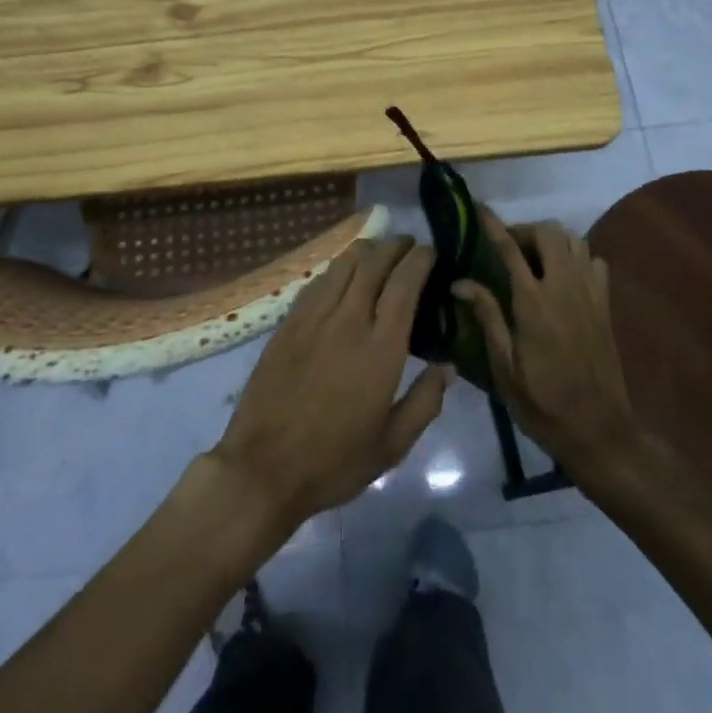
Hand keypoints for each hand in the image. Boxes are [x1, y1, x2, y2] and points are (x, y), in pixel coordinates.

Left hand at [212, 237, 451, 532]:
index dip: (419, 260)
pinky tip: (342, 273)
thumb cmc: (334, 462)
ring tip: (379, 250)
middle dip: (395, 246)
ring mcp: (314, 318)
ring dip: (366, 250)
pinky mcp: (288, 322)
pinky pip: (318, 281)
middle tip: (408, 244)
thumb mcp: (392, 445)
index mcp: (380, 349)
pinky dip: (337, 267)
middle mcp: (348, 321)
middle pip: (374, 263)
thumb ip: (425, 402)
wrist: (263, 469)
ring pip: (343, 265)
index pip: (404, 284)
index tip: (431, 252)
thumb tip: (448, 366)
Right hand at [453, 213, 644, 476]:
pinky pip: (594, 261)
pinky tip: (564, 275)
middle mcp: (564, 287)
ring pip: (574, 240)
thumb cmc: (542, 403)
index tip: (480, 208)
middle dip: (526, 229)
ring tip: (534, 257)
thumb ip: (487, 317)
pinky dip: (577, 256)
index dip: (494, 225)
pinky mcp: (605, 304)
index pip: (510, 249)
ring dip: (552, 239)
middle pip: (549, 233)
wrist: (600, 431)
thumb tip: (460, 282)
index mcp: (533, 303)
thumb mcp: (504, 367)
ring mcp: (590, 293)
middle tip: (508, 246)